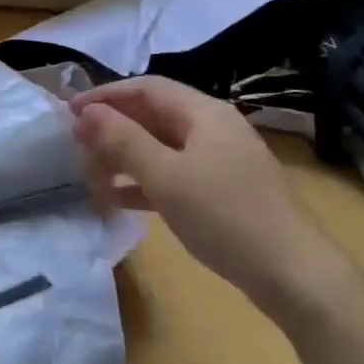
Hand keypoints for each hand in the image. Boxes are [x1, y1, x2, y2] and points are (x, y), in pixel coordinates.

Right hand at [70, 77, 354, 325]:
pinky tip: (119, 198)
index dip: (106, 96)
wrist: (294, 275)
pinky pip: (174, 174)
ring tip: (89, 172)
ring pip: (162, 147)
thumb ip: (124, 141)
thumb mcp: (167, 177)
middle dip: (113, 127)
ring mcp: (220, 162)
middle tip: (75, 144)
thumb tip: (88, 113)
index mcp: (204, 113)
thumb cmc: (226, 216)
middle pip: (154, 116)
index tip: (69, 112)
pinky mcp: (222, 193)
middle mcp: (213, 129)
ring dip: (125, 156)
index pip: (146, 88)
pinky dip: (144, 181)